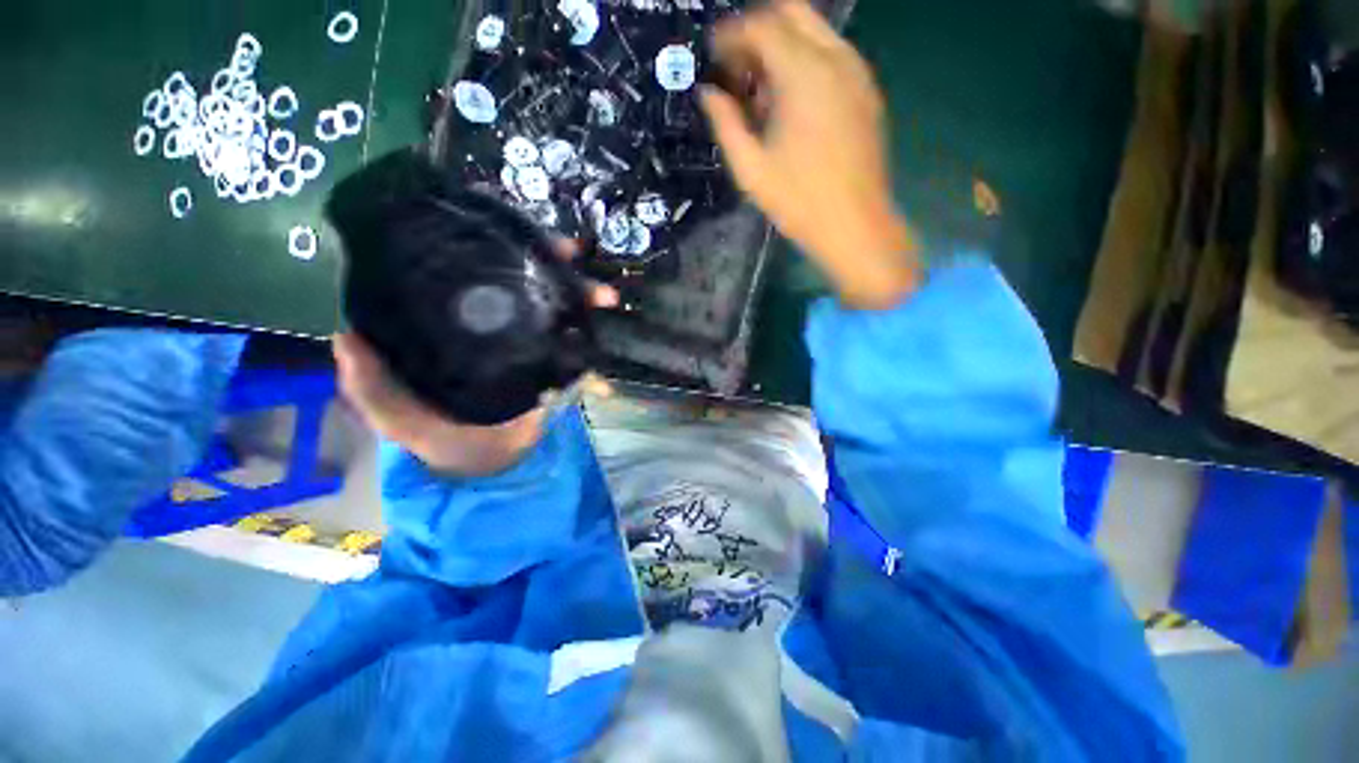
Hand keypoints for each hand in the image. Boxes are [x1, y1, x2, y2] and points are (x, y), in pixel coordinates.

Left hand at [333, 240, 616, 476]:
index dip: (485, 247)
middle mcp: (489, 321)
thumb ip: (369, 384)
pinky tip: (604, 315)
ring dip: (580, 293)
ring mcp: (524, 339)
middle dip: (548, 261)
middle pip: (520, 279)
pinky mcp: (549, 360)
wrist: (487, 462)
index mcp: (448, 322)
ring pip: (553, 303)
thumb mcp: (392, 413)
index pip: (465, 272)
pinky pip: (571, 336)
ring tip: (603, 294)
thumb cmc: (434, 436)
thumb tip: (347, 336)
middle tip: (571, 251)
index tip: (505, 229)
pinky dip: (588, 324)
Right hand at [701, 0, 918, 309]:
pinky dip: (806, 60)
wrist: (855, 225)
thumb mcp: (751, 169)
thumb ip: (726, 123)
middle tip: (736, 65)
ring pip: (815, 31)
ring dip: (783, 44)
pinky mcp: (867, 91)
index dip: (731, 35)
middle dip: (758, 29)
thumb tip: (708, 94)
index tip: (712, 55)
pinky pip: (833, 54)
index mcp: (804, 75)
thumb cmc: (798, 202)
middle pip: (792, 12)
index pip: (761, 26)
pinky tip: (790, 99)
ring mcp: (857, 73)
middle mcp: (835, 59)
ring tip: (759, 87)